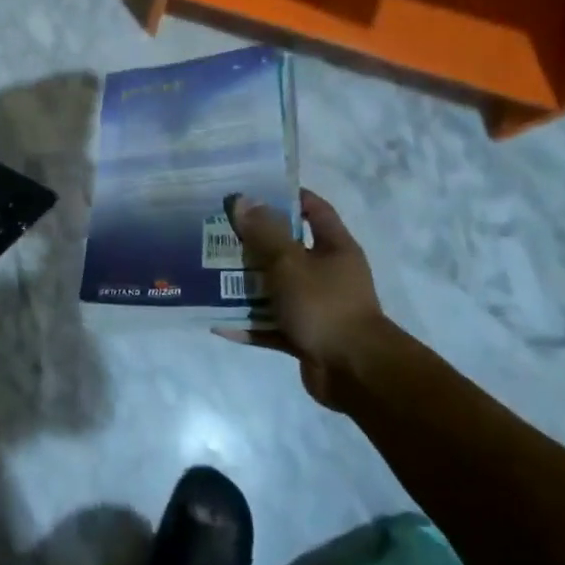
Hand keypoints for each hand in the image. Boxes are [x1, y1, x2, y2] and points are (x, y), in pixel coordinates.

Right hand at [214, 188, 388, 407]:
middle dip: (254, 243)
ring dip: (246, 285)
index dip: (288, 197)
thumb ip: (264, 232)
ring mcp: (317, 306)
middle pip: (287, 250)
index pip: (314, 210)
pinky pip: (271, 325)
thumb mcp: (289, 262)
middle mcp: (328, 274)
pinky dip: (249, 323)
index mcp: (334, 248)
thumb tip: (242, 200)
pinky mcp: (305, 336)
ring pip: (275, 288)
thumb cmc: (324, 305)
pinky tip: (218, 322)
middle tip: (218, 233)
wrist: (355, 372)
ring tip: (209, 275)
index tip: (253, 191)